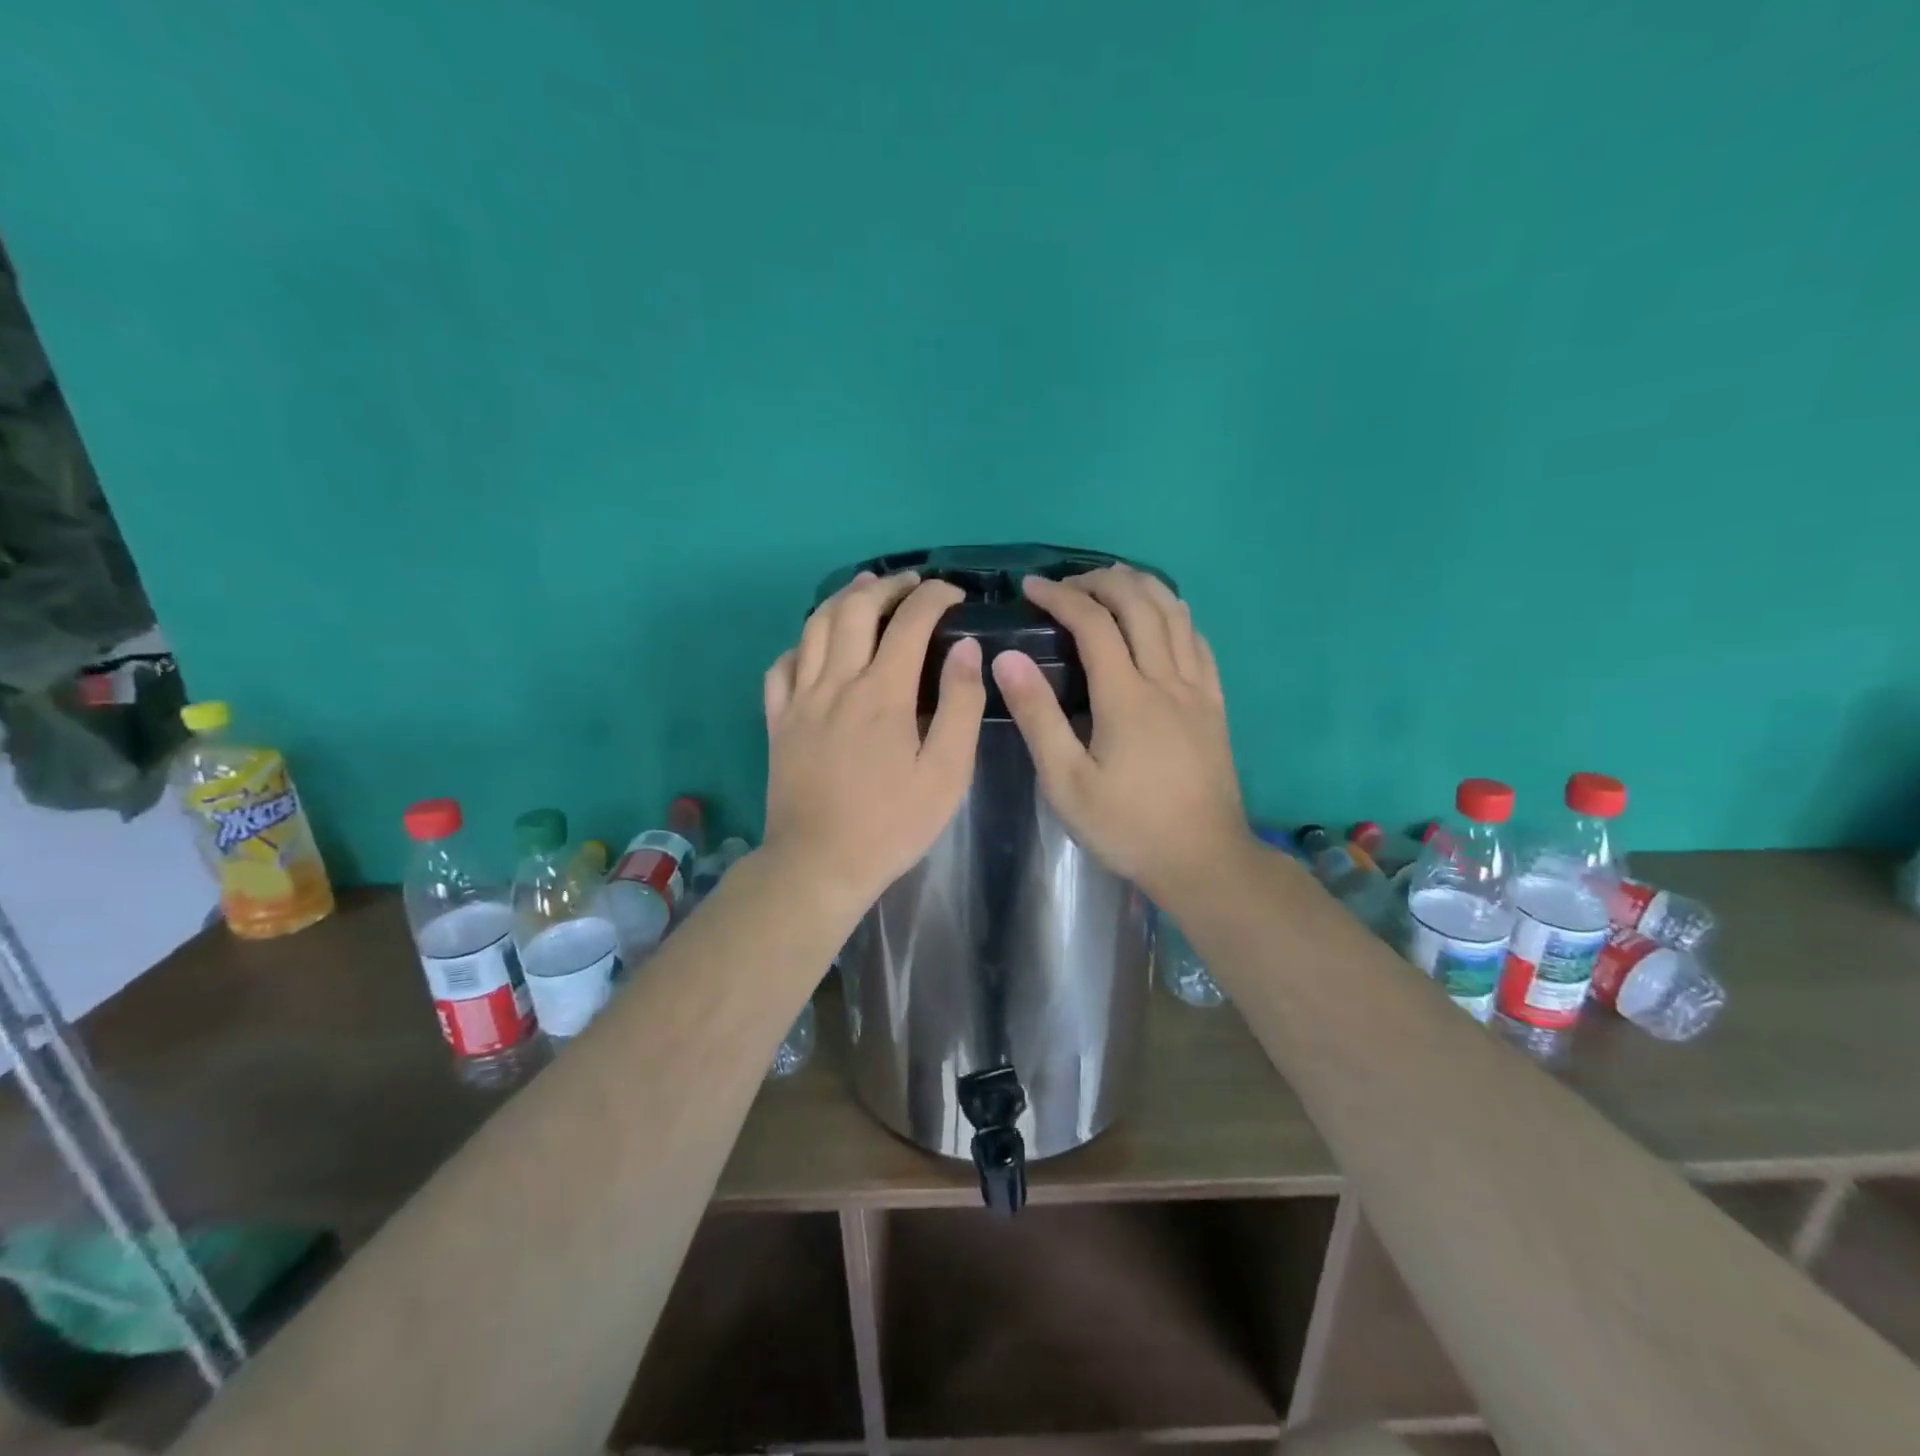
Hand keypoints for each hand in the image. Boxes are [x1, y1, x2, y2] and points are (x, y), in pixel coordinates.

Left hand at [761, 571, 984, 915]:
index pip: (910, 622)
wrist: (819, 864)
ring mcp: (800, 700)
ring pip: (815, 627)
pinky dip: (802, 644)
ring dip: (843, 599)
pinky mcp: (778, 721)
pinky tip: (816, 646)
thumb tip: (966, 648)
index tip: (953, 593)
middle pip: (856, 609)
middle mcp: (837, 683)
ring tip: (866, 589)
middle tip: (912, 583)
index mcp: (882, 693)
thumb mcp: (946, 773)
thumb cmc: (891, 824)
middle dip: (888, 586)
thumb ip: (960, 705)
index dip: (934, 597)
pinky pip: (782, 666)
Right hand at [990, 565, 1254, 907]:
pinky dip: (1176, 615)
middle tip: (1068, 583)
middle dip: (1101, 582)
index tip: (1033, 587)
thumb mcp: (1066, 782)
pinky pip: (1199, 642)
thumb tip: (1007, 658)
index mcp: (1126, 696)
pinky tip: (1162, 618)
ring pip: (1175, 615)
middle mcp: (1166, 680)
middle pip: (1139, 605)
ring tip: (1112, 583)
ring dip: (1142, 588)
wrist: (1202, 859)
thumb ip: (1038, 716)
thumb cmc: (1127, 825)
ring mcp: (1197, 689)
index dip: (1061, 597)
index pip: (1093, 624)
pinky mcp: (1215, 704)